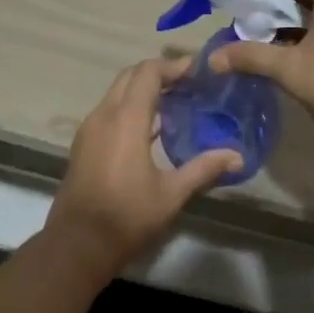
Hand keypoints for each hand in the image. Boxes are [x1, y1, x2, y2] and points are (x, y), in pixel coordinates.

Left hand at [46, 57, 240, 278]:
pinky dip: (130, 106)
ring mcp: (90, 129)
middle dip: (159, 73)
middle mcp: (104, 114)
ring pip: (117, 92)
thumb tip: (237, 156)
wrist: (76, 246)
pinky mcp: (84, 144)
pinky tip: (153, 128)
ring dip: (144, 89)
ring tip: (176, 102)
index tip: (199, 71)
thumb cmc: (126, 217)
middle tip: (190, 84)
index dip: (174, 66)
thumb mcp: (171, 194)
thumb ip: (204, 168)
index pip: (149, 72)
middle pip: (131, 75)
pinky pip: (109, 110)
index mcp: (126, 119)